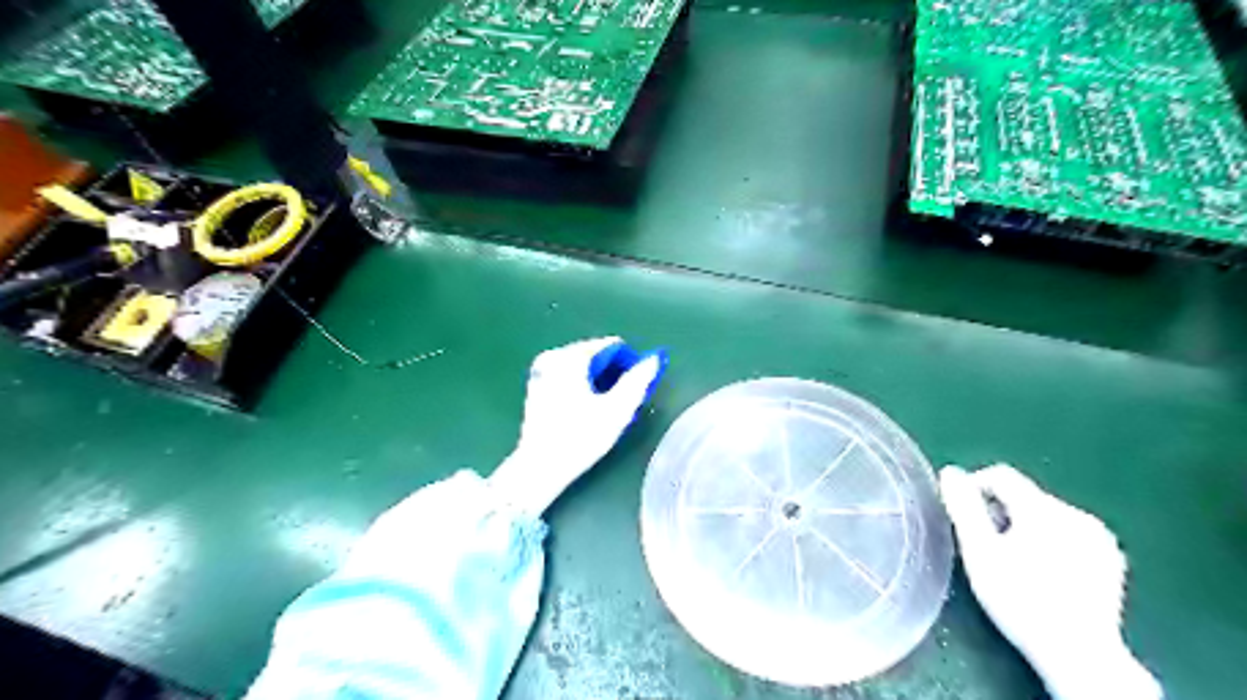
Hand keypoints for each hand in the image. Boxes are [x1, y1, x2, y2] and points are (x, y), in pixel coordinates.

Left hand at [488, 336, 665, 515]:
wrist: (540, 467)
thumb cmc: (580, 438)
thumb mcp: (616, 410)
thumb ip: (638, 381)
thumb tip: (655, 358)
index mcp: (571, 357)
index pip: (612, 346)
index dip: (630, 365)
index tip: (633, 390)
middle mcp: (554, 356)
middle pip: (596, 354)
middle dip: (612, 373)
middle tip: (619, 403)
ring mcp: (541, 370)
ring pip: (583, 366)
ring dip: (598, 381)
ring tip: (603, 409)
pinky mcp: (536, 385)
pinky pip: (568, 375)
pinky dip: (581, 385)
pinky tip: (584, 411)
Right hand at [947, 464, 1157, 699]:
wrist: (1078, 654)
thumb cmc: (1019, 599)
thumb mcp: (979, 551)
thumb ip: (963, 507)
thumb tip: (951, 472)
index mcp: (1043, 508)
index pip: (1001, 476)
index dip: (974, 488)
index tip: (963, 516)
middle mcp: (1076, 514)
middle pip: (1024, 496)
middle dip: (1000, 512)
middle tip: (986, 546)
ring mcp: (1098, 537)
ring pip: (1046, 514)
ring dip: (1024, 527)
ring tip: (1013, 561)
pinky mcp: (1110, 558)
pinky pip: (1068, 533)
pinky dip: (1050, 541)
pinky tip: (1043, 572)